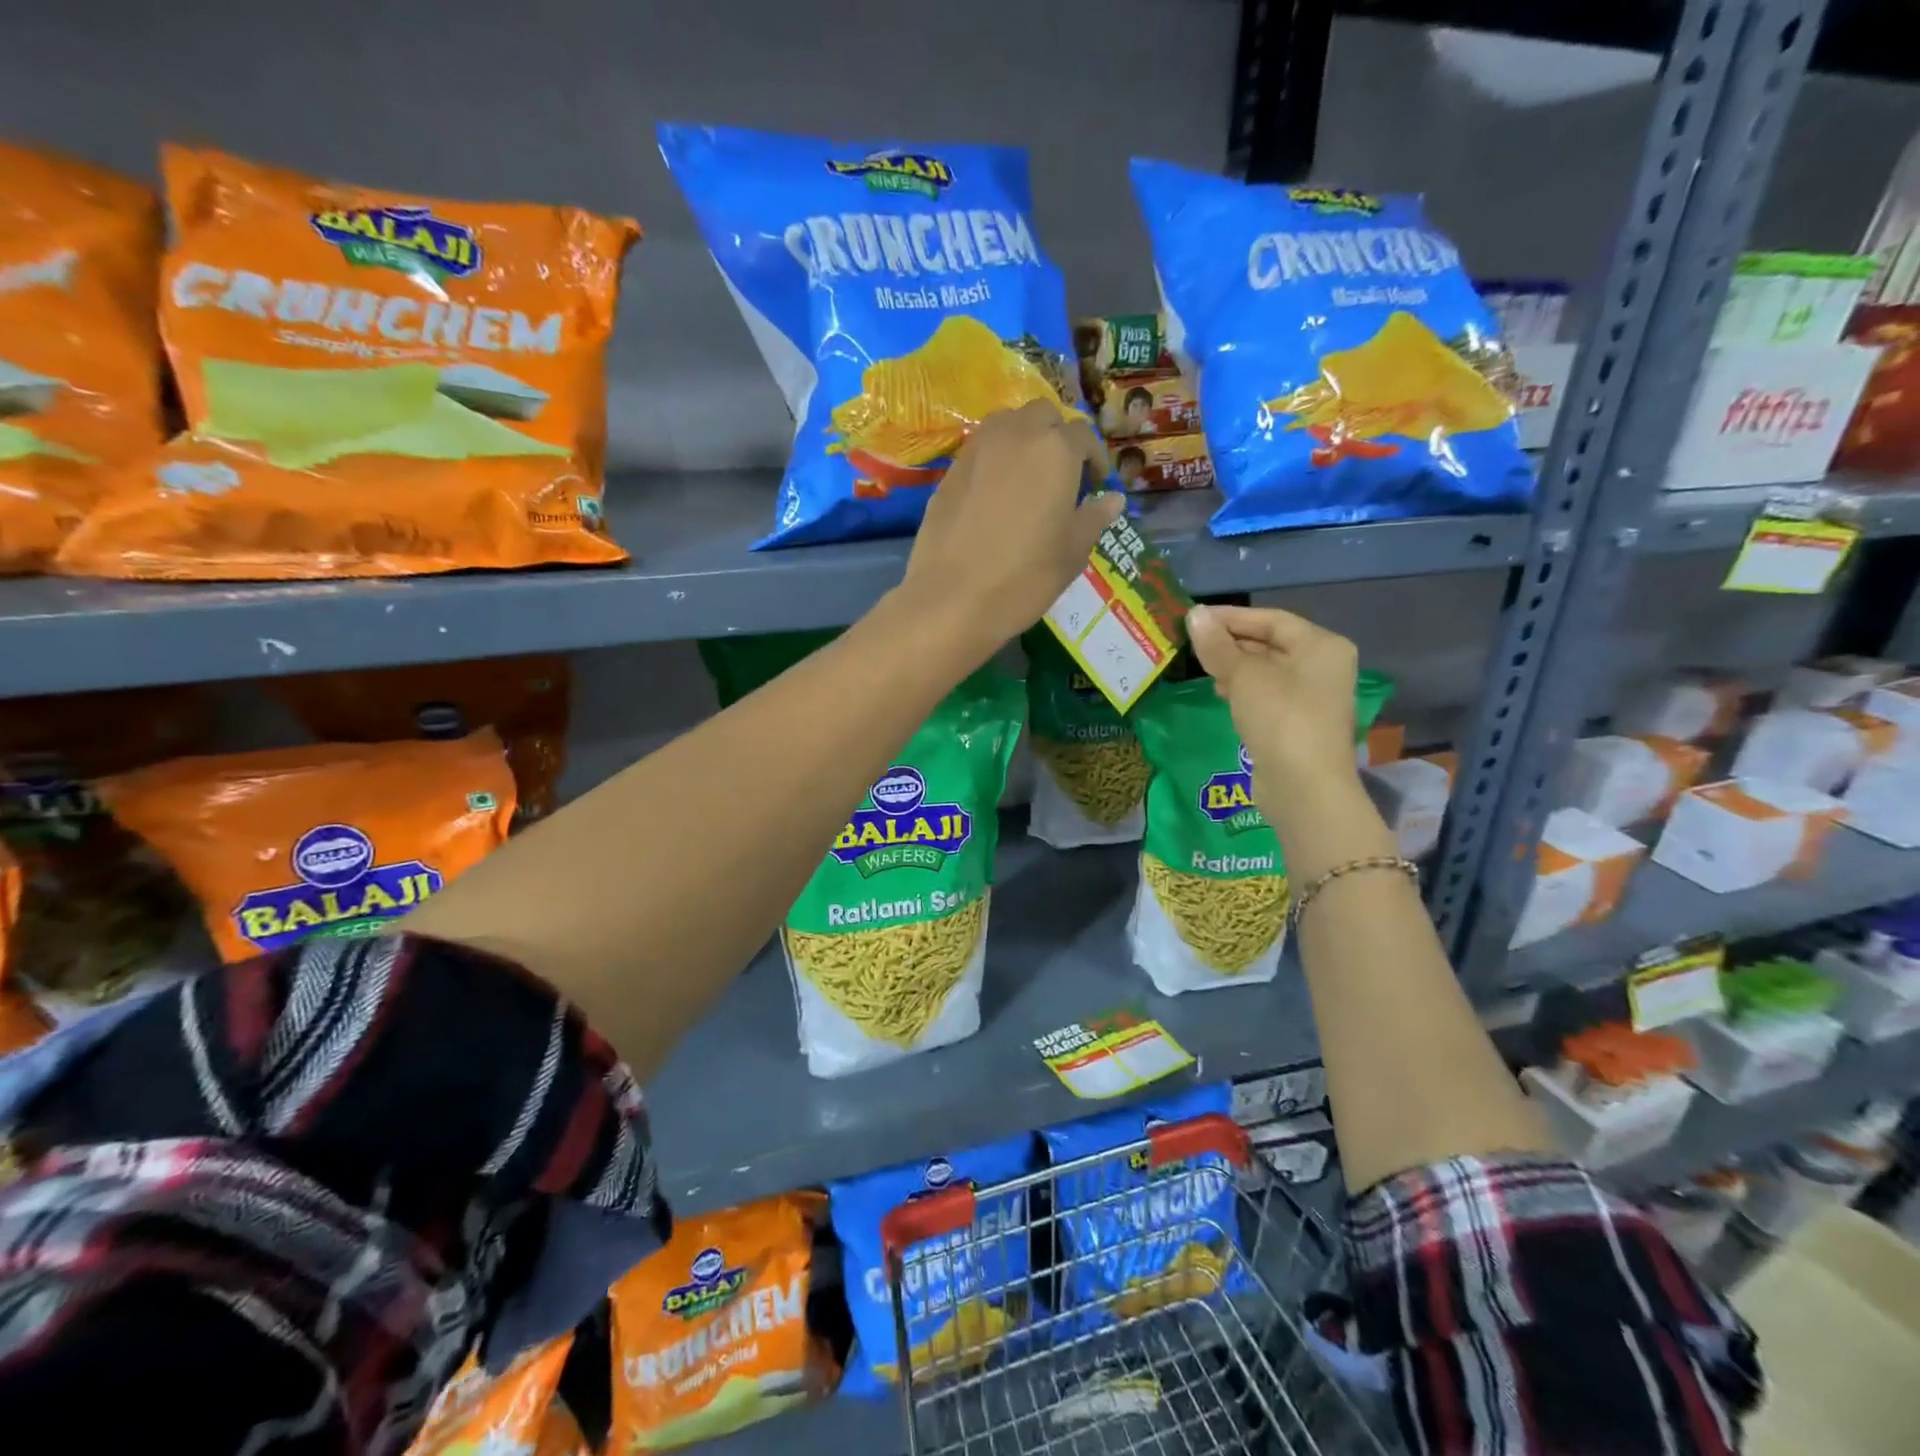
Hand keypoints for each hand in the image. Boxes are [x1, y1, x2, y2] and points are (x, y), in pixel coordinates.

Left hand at [895, 400, 1123, 656]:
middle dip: (1056, 435)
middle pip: (1043, 415)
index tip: (1096, 484)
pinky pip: (980, 450)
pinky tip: (995, 494)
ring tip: (1027, 477)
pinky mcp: (949, 470)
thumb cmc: (1025, 577)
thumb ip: (1094, 518)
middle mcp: (1016, 435)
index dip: (1094, 458)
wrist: (953, 598)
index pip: (1083, 436)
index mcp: (1056, 450)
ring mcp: (977, 449)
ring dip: (1023, 439)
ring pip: (1007, 423)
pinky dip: (994, 459)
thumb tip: (1113, 499)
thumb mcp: (1073, 552)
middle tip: (1062, 474)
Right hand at [1186, 604, 1359, 792]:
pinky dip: (1243, 690)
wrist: (1303, 787)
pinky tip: (1220, 694)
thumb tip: (1194, 615)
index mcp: (1322, 646)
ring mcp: (1312, 698)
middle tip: (1192, 643)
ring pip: (1267, 670)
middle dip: (1231, 642)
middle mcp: (1323, 666)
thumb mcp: (1244, 676)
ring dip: (1234, 666)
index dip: (1231, 616)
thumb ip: (1218, 645)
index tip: (1194, 618)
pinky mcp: (1297, 724)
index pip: (1271, 618)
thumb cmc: (1280, 718)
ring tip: (1202, 668)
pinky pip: (1266, 695)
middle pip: (1271, 643)